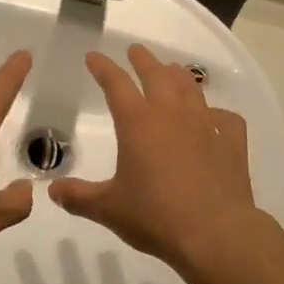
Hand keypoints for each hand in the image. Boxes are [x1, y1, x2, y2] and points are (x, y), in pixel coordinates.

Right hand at [49, 45, 260, 269]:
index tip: (94, 56)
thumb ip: (79, 197)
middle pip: (156, 74)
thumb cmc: (156, 216)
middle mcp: (171, 114)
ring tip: (172, 70)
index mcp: (138, 122)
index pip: (116, 84)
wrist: (215, 233)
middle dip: (143, 60)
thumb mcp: (109, 209)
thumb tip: (52, 191)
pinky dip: (218, 113)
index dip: (103, 67)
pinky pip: (226, 118)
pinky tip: (215, 117)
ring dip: (178, 75)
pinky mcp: (231, 142)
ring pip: (190, 88)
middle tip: (135, 50)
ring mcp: (205, 125)